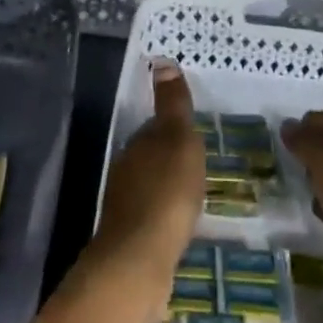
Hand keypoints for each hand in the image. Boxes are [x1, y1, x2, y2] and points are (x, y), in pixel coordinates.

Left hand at [89, 59, 205, 287]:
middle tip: (198, 163)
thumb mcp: (178, 140)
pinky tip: (178, 225)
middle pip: (151, 156)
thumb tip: (163, 62)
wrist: (139, 260)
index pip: (156, 127)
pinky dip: (164, 215)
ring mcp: (124, 206)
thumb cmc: (166, 192)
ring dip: (167, 187)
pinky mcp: (129, 237)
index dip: (175, 128)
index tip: (193, 134)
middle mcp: (126, 170)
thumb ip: (173, 105)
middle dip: (170, 158)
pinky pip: (151, 216)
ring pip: (149, 186)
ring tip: (193, 195)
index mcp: (138, 144)